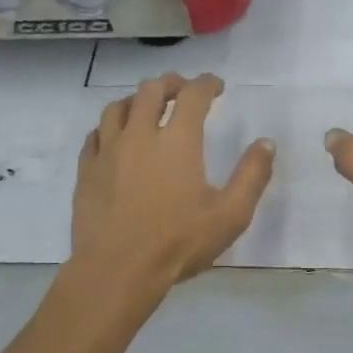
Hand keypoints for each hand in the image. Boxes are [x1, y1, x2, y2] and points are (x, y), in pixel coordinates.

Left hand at [71, 73, 274, 294]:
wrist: (117, 270)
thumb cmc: (178, 242)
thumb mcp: (230, 215)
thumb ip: (252, 176)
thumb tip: (266, 143)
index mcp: (177, 141)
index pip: (194, 95)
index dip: (207, 84)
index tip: (217, 86)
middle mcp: (140, 135)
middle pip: (151, 90)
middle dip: (171, 83)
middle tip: (183, 90)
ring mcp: (108, 151)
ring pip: (117, 107)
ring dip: (137, 99)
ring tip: (147, 107)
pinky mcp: (87, 170)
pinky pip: (96, 134)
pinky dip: (110, 126)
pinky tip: (116, 137)